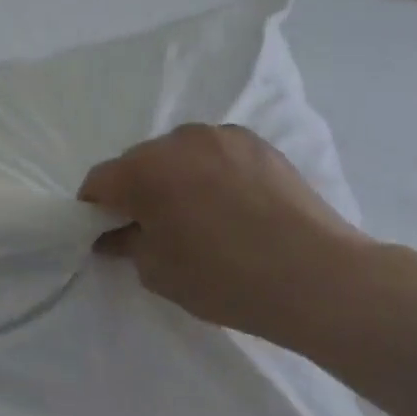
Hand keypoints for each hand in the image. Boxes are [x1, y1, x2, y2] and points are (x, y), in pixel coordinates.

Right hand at [78, 123, 369, 342]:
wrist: (320, 279)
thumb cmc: (226, 279)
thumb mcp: (157, 272)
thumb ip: (126, 243)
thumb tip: (114, 233)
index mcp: (143, 171)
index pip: (98, 181)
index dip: (95, 208)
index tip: (107, 232)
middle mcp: (175, 141)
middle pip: (137, 163)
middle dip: (137, 190)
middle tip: (155, 226)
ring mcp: (219, 136)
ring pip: (177, 154)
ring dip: (175, 177)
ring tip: (199, 214)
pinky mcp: (256, 143)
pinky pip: (214, 153)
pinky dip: (210, 172)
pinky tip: (231, 204)